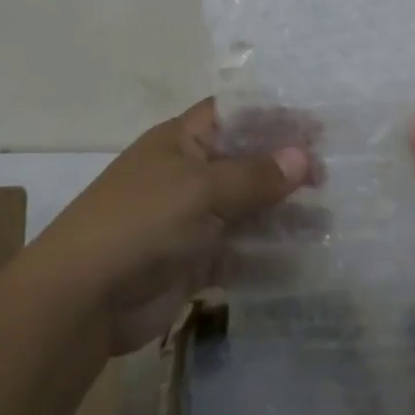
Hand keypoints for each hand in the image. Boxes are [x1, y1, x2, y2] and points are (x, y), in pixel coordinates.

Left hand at [33, 100, 312, 352]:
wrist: (82, 299)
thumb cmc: (141, 222)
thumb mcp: (201, 189)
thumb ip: (254, 175)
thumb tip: (304, 157)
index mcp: (182, 141)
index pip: (236, 115)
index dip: (275, 117)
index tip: (318, 128)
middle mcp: (189, 175)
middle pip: (246, 164)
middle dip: (286, 169)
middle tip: (332, 178)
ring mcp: (191, 221)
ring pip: (247, 211)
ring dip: (284, 215)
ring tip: (329, 220)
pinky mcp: (194, 263)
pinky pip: (240, 254)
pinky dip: (268, 257)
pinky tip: (304, 261)